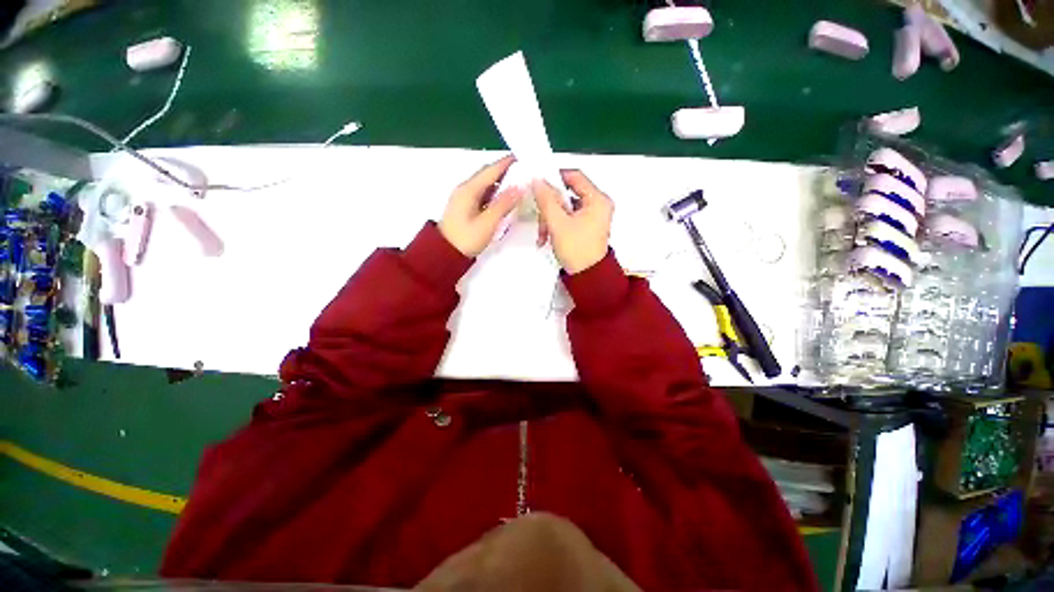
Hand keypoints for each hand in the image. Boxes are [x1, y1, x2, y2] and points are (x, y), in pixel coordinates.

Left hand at [439, 155, 523, 256]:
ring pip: (486, 184)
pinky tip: (505, 199)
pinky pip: (483, 194)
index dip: (507, 163)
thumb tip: (520, 187)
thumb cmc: (465, 239)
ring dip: (501, 182)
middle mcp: (465, 189)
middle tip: (525, 173)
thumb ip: (503, 204)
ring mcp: (464, 198)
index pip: (491, 170)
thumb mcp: (487, 223)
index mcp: (469, 189)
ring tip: (519, 185)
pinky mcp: (466, 207)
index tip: (524, 158)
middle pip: (487, 174)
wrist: (444, 254)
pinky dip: (495, 193)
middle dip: (505, 171)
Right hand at [533, 170, 613, 273]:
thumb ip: (546, 199)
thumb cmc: (577, 250)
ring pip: (565, 208)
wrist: (587, 278)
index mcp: (597, 199)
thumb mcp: (558, 222)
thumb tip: (537, 180)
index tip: (538, 185)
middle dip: (550, 207)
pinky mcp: (586, 228)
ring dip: (550, 219)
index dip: (555, 177)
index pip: (575, 176)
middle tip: (540, 218)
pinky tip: (547, 237)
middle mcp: (598, 205)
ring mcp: (593, 217)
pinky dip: (556, 226)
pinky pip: (568, 219)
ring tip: (543, 234)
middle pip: (568, 194)